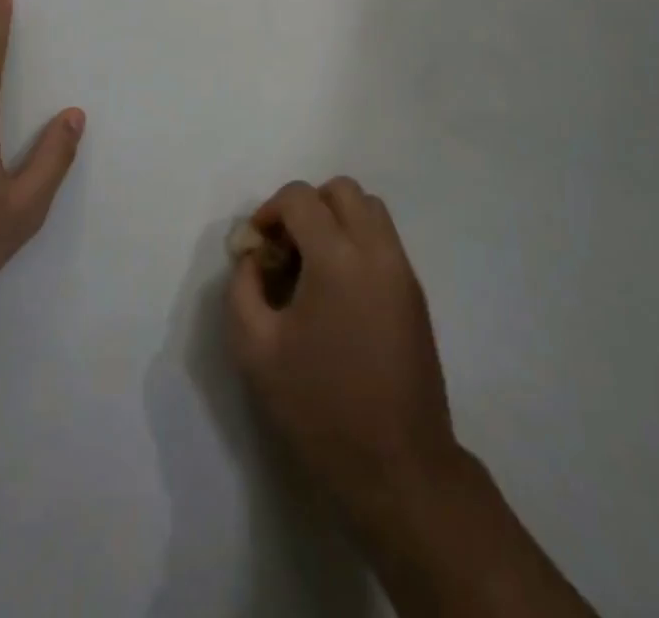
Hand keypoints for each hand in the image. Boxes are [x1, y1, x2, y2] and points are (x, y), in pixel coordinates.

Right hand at [227, 178, 463, 531]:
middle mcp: (376, 249)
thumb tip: (253, 256)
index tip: (256, 246)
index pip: (301, 197)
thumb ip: (243, 289)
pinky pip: (384, 240)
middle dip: (307, 206)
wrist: (399, 468)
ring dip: (336, 219)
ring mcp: (402, 269)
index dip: (270, 211)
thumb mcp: (256, 351)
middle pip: (342, 190)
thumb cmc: (321, 408)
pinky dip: (357, 241)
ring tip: (312, 266)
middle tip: (286, 248)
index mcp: (337, 257)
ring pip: (369, 209)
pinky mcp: (415, 292)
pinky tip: (339, 292)